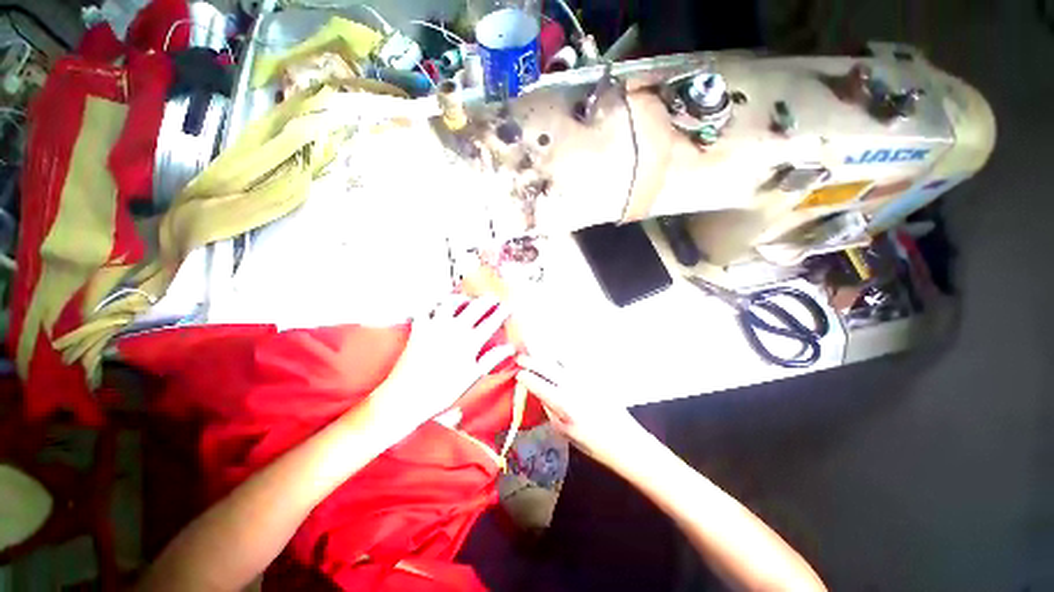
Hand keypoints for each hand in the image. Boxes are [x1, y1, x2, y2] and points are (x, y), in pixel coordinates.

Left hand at [376, 295, 515, 429]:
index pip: (491, 322)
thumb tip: (509, 349)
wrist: (407, 397)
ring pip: (450, 303)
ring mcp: (435, 327)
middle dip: (486, 300)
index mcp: (469, 343)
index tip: (508, 306)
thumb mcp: (472, 377)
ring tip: (466, 299)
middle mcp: (454, 330)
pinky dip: (431, 304)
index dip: (501, 313)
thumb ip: (491, 359)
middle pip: (474, 307)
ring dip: (460, 298)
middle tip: (493, 297)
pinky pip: (425, 309)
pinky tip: (435, 305)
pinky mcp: (419, 329)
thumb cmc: (442, 391)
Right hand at [515, 355, 642, 464]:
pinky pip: (574, 361)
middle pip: (546, 366)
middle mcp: (572, 386)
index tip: (518, 375)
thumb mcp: (564, 431)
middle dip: (530, 361)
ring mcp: (585, 377)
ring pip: (560, 359)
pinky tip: (557, 361)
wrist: (624, 440)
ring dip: (546, 357)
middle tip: (520, 359)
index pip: (538, 384)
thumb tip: (538, 393)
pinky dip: (561, 359)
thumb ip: (549, 410)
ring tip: (537, 357)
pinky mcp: (594, 375)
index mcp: (563, 404)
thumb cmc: (592, 443)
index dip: (525, 377)